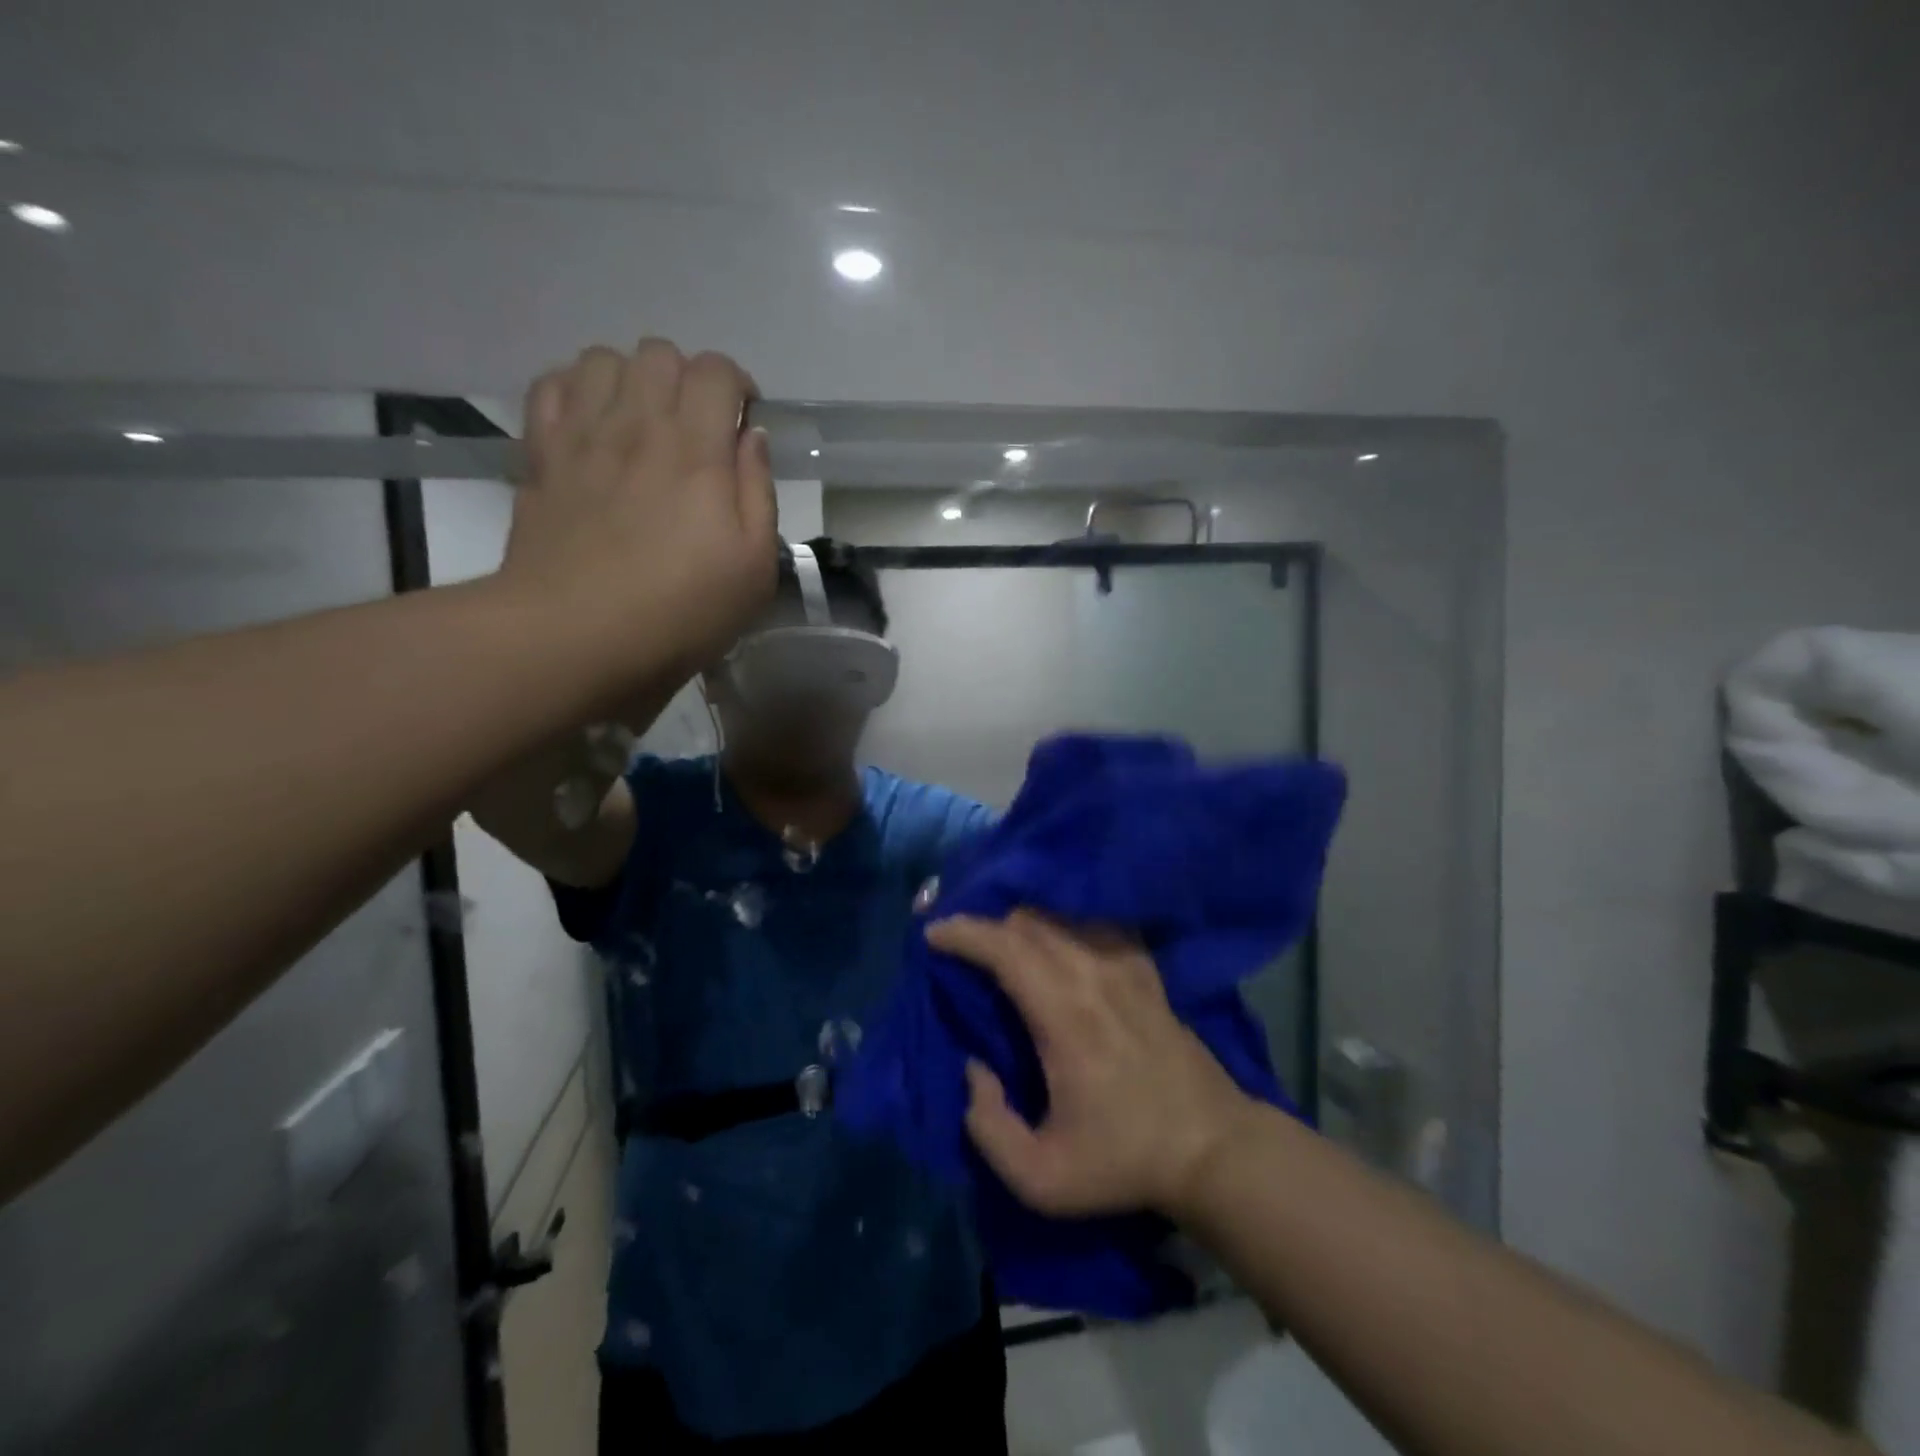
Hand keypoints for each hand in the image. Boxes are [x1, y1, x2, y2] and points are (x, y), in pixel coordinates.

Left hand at [500, 339, 778, 696]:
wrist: (576, 634)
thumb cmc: (681, 610)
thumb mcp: (754, 567)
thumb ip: (759, 492)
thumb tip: (752, 436)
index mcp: (698, 449)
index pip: (717, 371)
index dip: (738, 387)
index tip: (743, 427)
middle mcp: (638, 423)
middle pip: (661, 353)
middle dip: (687, 380)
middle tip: (696, 431)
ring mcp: (582, 434)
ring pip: (603, 358)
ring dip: (632, 380)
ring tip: (642, 424)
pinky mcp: (542, 454)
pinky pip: (551, 386)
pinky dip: (576, 391)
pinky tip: (592, 426)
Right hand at [927, 911, 1257, 1220]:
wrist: (1212, 1148)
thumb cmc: (1124, 1161)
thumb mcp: (1042, 1178)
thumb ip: (989, 1127)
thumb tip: (973, 1070)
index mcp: (1063, 1016)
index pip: (1005, 948)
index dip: (963, 933)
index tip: (933, 934)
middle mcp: (1092, 975)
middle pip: (1028, 922)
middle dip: (984, 921)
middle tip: (958, 938)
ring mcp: (1124, 966)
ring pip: (1061, 916)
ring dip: (1021, 917)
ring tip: (997, 936)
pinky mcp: (1145, 971)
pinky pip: (1097, 924)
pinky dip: (1065, 919)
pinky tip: (1055, 934)